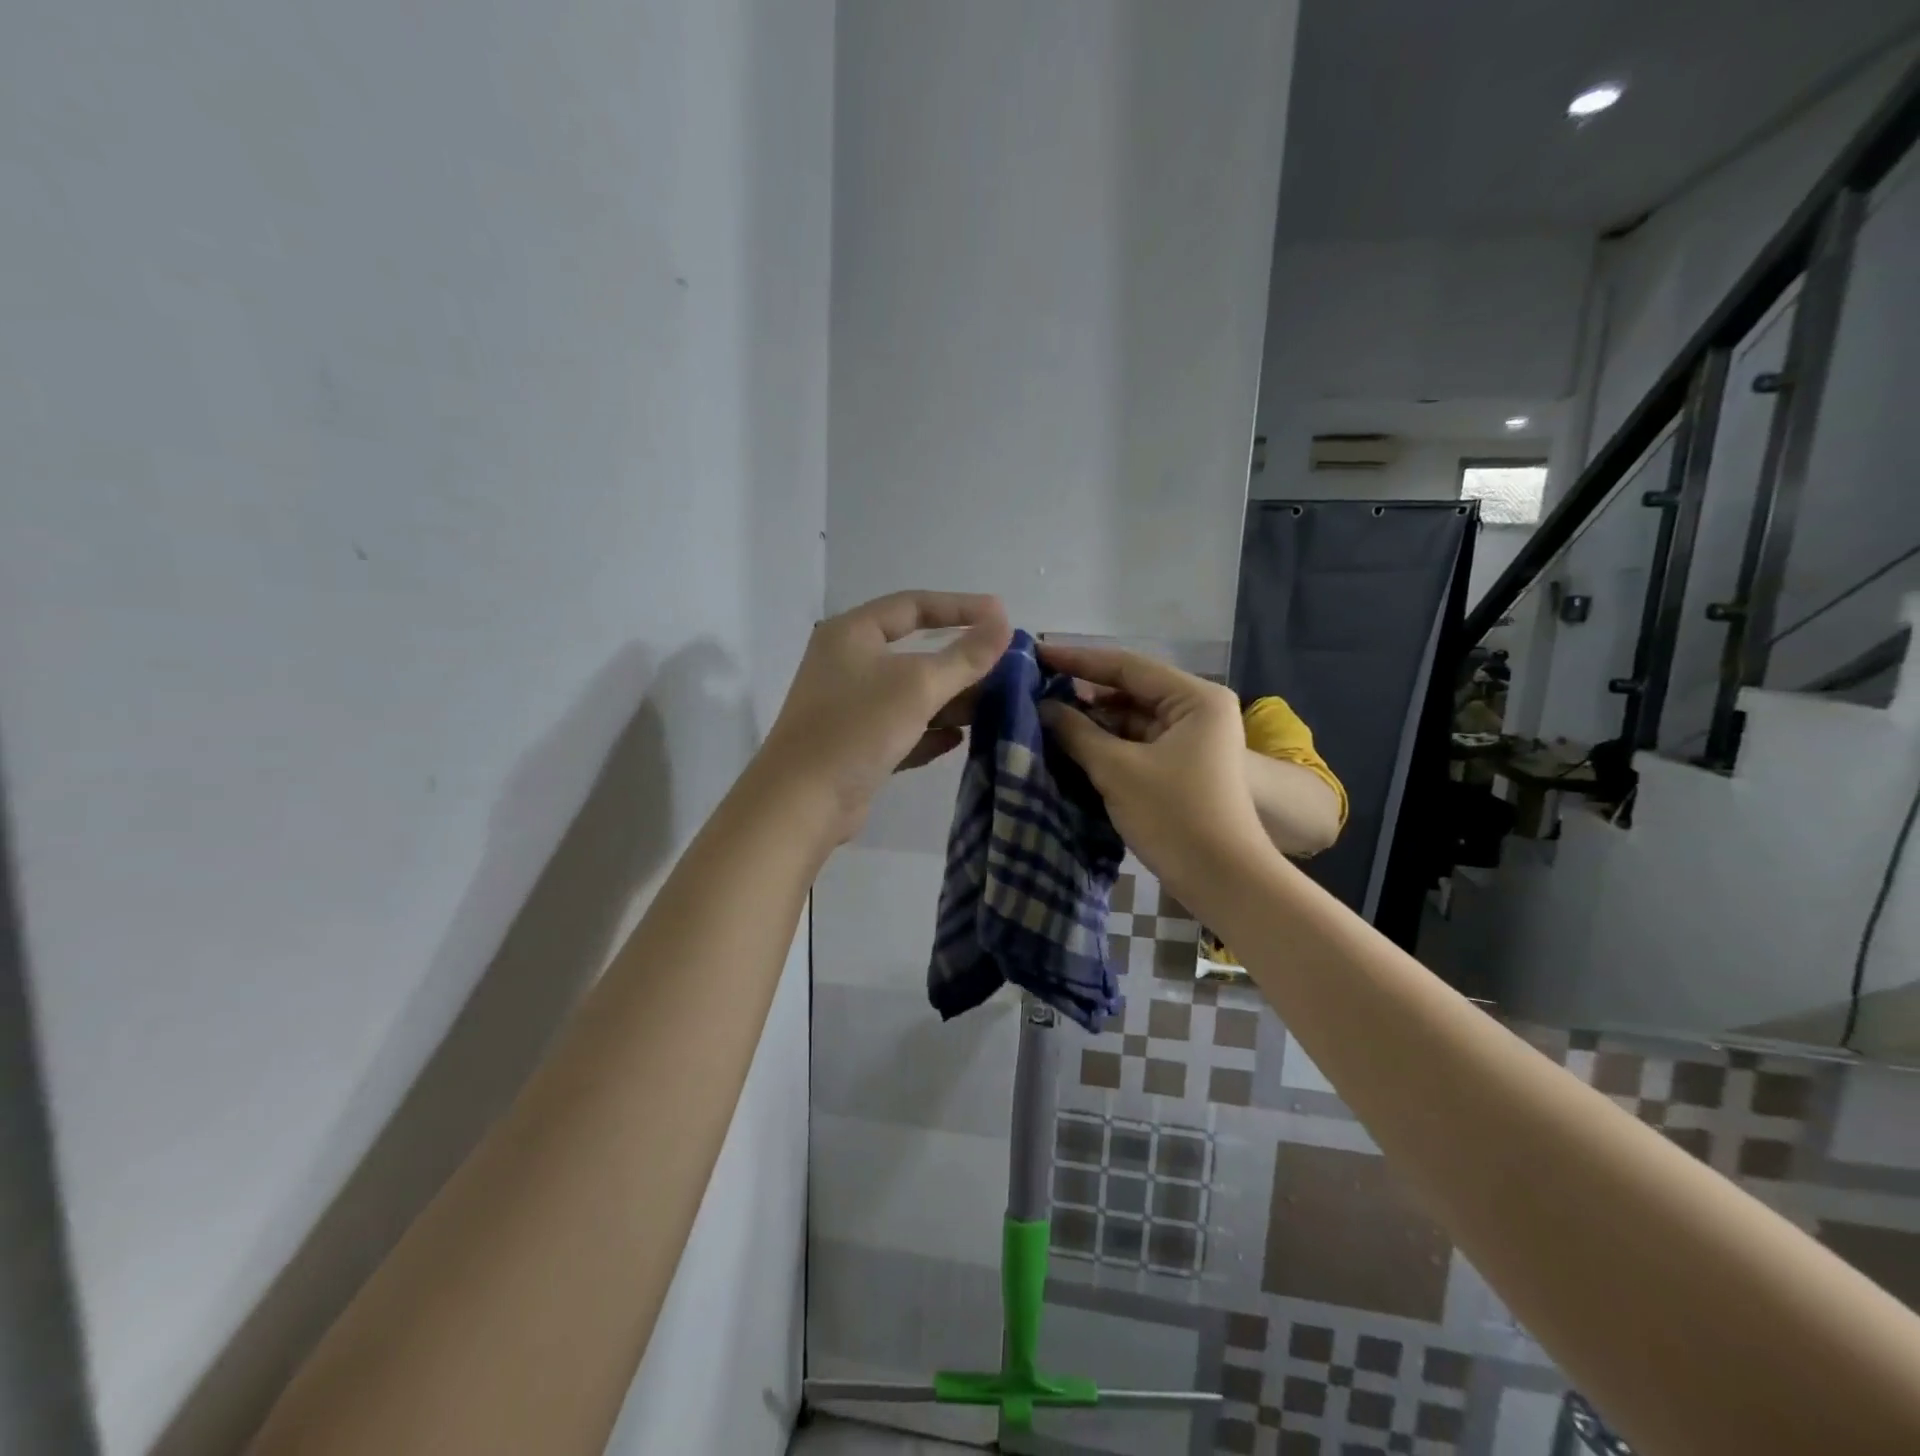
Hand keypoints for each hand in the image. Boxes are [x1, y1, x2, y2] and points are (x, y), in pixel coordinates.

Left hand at [760, 591, 1011, 843]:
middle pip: (915, 652)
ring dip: (950, 700)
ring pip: (911, 694)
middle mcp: (848, 664)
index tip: (1002, 616)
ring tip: (993, 707)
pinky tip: (959, 740)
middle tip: (1004, 669)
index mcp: (852, 634)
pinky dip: (930, 731)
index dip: (960, 607)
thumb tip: (1004, 624)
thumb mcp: (918, 686)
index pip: (913, 605)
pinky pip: (902, 729)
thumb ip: (965, 656)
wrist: (803, 803)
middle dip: (960, 662)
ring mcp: (851, 707)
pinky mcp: (857, 745)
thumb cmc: (858, 728)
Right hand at [1037, 644, 1273, 893]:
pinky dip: (1107, 743)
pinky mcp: (1182, 765)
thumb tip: (1043, 707)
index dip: (1078, 659)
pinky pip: (1137, 742)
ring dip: (1093, 720)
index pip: (1128, 666)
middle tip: (1034, 688)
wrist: (1223, 880)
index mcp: (1195, 698)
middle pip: (1131, 689)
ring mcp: (1191, 739)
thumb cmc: (1175, 816)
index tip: (1035, 654)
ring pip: (1132, 718)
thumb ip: (1076, 732)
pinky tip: (1070, 745)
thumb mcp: (1118, 769)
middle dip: (1084, 692)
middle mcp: (1197, 709)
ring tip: (1044, 716)